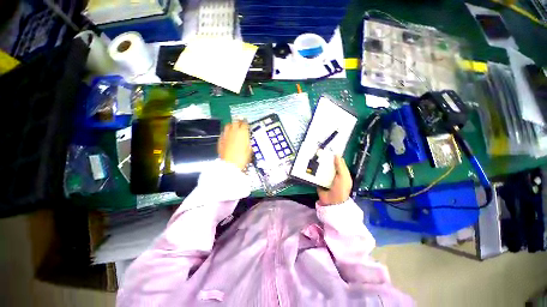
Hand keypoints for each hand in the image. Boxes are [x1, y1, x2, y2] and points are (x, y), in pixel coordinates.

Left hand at [218, 120, 251, 169]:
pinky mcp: (220, 140)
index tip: (246, 122)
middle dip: (239, 121)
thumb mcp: (249, 149)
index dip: (246, 122)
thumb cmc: (241, 158)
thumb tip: (247, 140)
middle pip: (236, 121)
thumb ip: (248, 142)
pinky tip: (227, 135)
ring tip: (233, 126)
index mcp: (242, 132)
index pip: (245, 123)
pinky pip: (223, 133)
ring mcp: (226, 135)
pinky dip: (226, 132)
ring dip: (231, 125)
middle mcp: (233, 131)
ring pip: (228, 125)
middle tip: (240, 121)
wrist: (230, 164)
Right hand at [317, 155, 352, 205]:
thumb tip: (337, 154)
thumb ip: (340, 166)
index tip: (329, 150)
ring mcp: (326, 178)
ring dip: (319, 165)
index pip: (338, 163)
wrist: (332, 201)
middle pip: (329, 165)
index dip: (334, 157)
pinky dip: (314, 171)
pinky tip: (310, 165)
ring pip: (322, 169)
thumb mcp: (343, 176)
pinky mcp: (319, 181)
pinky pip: (317, 174)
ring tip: (313, 157)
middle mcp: (334, 175)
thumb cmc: (340, 188)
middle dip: (325, 160)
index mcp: (342, 173)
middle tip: (319, 152)